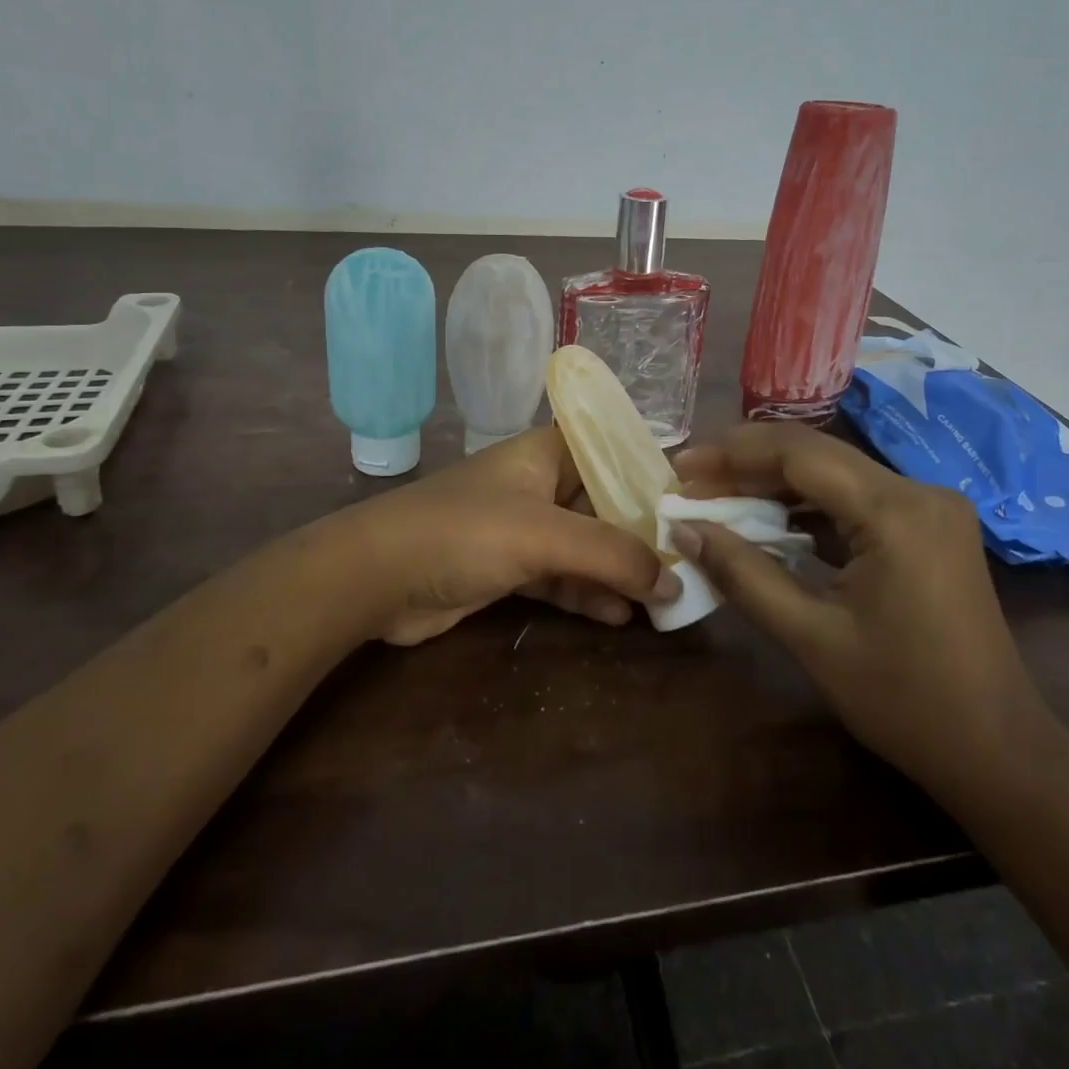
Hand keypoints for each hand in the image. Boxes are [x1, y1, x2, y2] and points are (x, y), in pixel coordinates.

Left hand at [335, 426, 680, 644]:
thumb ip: (611, 554)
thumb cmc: (464, 532)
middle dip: (641, 535)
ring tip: (662, 599)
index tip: (692, 506)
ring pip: (584, 546)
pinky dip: (587, 594)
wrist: (376, 578)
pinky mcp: (507, 569)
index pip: (612, 451)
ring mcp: (521, 529)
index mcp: (546, 453)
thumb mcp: (545, 535)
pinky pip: (560, 578)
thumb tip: (672, 582)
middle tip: (686, 564)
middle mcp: (538, 485)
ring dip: (617, 571)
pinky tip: (618, 617)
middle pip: (603, 503)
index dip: (651, 474)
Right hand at [672, 422, 1045, 800]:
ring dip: (776, 483)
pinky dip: (809, 506)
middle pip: (817, 454)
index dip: (732, 453)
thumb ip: (743, 574)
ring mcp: (930, 507)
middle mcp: (918, 491)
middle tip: (691, 480)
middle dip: (748, 463)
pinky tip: (770, 519)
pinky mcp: (930, 527)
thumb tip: (683, 530)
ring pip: (835, 473)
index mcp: (895, 511)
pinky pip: (857, 498)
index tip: (681, 466)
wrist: (998, 752)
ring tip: (718, 497)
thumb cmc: (904, 701)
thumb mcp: (811, 637)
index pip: (798, 453)